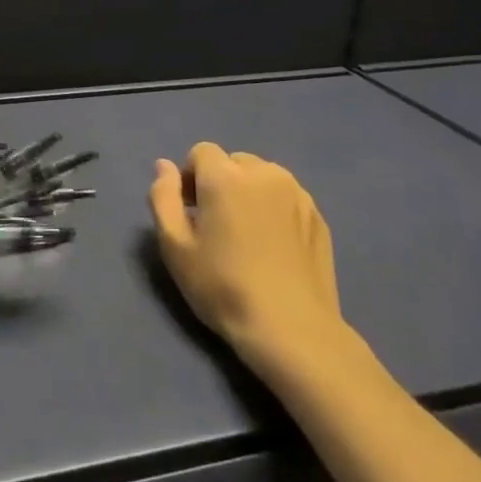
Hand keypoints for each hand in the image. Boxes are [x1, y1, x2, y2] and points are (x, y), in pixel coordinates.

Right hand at [148, 142, 355, 373]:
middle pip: (233, 162)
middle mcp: (264, 173)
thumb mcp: (174, 246)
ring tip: (247, 235)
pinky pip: (286, 197)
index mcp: (225, 176)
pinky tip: (273, 247)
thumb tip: (163, 165)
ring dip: (249, 192)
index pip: (201, 152)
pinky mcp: (318, 216)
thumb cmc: (222, 286)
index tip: (191, 212)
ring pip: (262, 177)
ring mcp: (297, 193)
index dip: (190, 177)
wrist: (291, 329)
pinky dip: (274, 208)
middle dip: (220, 182)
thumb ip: (163, 197)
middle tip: (217, 225)